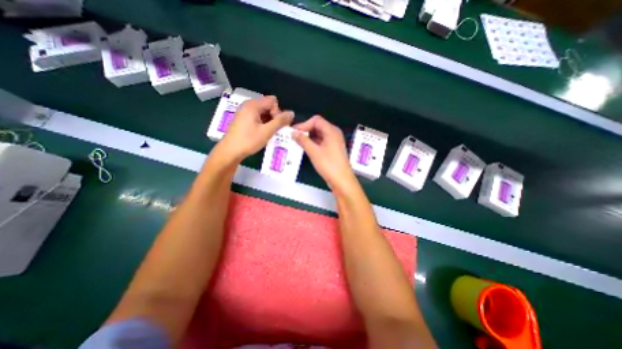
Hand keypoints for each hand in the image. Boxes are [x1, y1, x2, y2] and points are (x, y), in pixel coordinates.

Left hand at [217, 97, 294, 161]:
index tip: (275, 125)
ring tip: (268, 133)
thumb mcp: (267, 131)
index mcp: (253, 105)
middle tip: (273, 130)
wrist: (230, 151)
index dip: (277, 112)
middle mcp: (248, 105)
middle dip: (274, 117)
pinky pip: (257, 117)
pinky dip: (263, 124)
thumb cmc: (248, 141)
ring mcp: (244, 112)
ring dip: (269, 122)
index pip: (272, 101)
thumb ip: (280, 121)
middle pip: (268, 106)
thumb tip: (292, 113)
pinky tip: (262, 133)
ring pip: (263, 113)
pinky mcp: (243, 119)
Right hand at [293, 116, 356, 193]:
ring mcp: (334, 142)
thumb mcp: (314, 152)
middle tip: (294, 136)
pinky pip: (321, 142)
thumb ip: (303, 141)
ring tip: (298, 142)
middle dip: (306, 130)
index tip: (294, 131)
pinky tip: (306, 148)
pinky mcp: (332, 149)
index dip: (304, 124)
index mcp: (332, 131)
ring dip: (309, 137)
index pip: (316, 120)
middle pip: (318, 126)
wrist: (341, 180)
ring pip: (319, 134)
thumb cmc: (329, 165)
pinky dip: (313, 143)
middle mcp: (334, 134)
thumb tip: (294, 133)